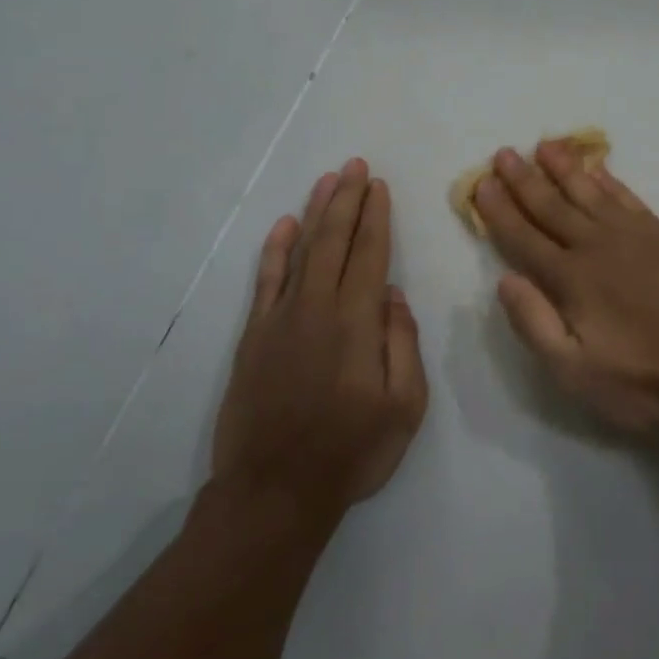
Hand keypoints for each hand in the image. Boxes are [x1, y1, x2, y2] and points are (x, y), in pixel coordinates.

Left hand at [212, 159, 427, 516]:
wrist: (274, 491)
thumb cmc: (351, 451)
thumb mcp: (405, 406)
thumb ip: (402, 344)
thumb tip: (393, 296)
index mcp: (356, 323)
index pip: (370, 254)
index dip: (376, 217)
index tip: (379, 186)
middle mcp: (317, 308)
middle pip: (334, 241)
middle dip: (347, 199)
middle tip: (356, 166)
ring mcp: (280, 320)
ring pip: (302, 251)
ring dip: (316, 212)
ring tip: (328, 180)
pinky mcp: (254, 337)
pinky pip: (266, 281)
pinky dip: (276, 250)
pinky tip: (286, 226)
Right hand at [472, 142, 658, 435]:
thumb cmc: (647, 381)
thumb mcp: (577, 374)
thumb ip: (536, 325)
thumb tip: (506, 280)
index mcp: (571, 280)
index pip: (524, 238)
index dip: (499, 212)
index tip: (481, 185)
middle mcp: (597, 247)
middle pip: (551, 206)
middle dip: (524, 180)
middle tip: (504, 153)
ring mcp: (634, 237)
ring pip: (589, 192)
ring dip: (564, 169)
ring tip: (544, 146)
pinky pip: (628, 198)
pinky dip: (609, 181)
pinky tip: (597, 170)